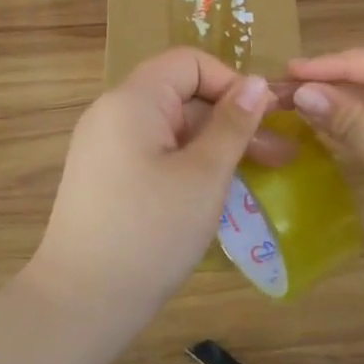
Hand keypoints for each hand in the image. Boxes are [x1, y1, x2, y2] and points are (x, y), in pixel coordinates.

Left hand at [28, 48, 285, 321]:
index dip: (231, 83)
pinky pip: (155, 154)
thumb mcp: (204, 176)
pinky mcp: (106, 178)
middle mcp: (113, 113)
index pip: (189, 62)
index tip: (264, 119)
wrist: (81, 301)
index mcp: (133, 100)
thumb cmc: (150, 232)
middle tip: (281, 156)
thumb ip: (233, 124)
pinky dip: (189, 165)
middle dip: (232, 121)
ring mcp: (105, 147)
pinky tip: (218, 194)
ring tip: (261, 176)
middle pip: (182, 96)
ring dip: (216, 147)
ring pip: (172, 130)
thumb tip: (255, 82)